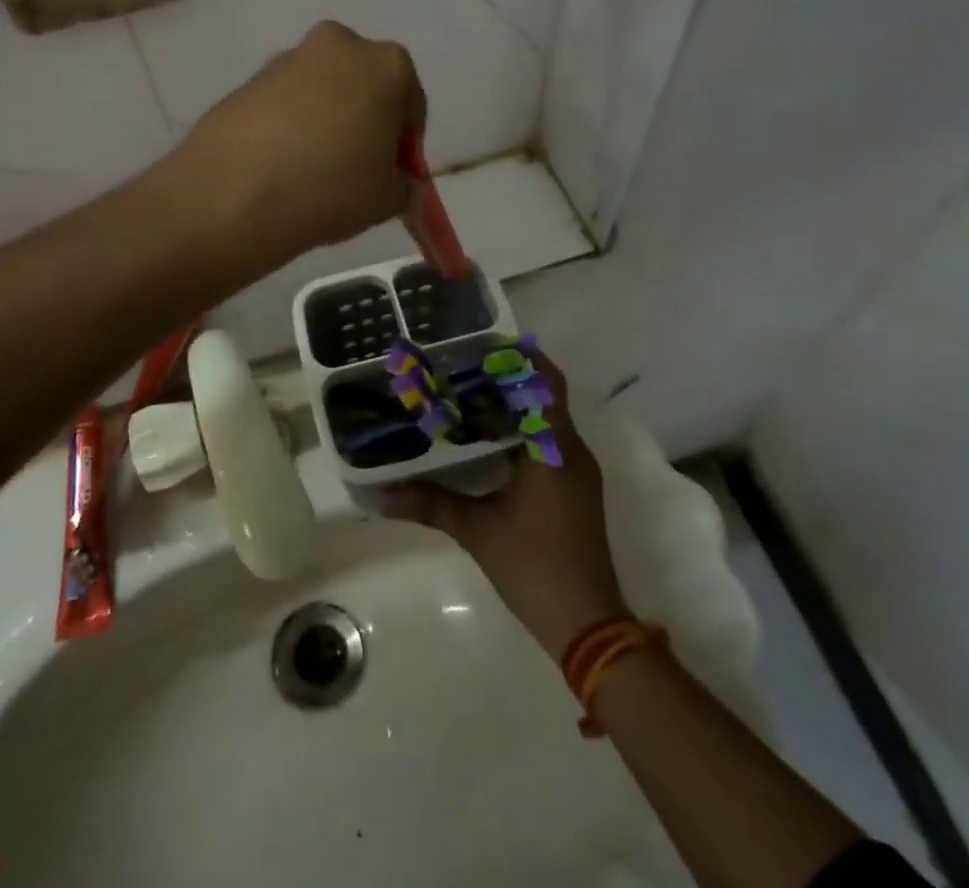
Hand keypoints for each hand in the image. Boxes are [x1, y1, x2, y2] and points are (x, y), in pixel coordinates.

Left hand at [175, 21, 423, 275]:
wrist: (234, 192)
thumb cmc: (331, 187)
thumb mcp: (389, 199)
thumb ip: (403, 183)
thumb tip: (395, 180)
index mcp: (387, 64)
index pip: (410, 103)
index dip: (404, 142)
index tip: (392, 172)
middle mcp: (339, 45)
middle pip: (363, 85)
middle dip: (363, 119)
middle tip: (354, 166)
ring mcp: (288, 57)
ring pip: (321, 90)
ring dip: (324, 119)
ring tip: (311, 169)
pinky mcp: (248, 78)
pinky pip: (283, 102)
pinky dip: (288, 124)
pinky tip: (280, 163)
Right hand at [384, 354, 628, 659]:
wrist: (588, 625)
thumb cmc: (535, 567)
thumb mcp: (477, 532)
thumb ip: (430, 505)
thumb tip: (380, 495)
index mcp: (553, 450)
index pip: (545, 384)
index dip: (521, 358)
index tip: (486, 343)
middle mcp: (570, 452)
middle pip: (545, 397)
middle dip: (509, 379)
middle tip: (463, 367)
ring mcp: (576, 472)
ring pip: (546, 421)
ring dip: (514, 406)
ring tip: (467, 396)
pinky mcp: (574, 490)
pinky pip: (548, 444)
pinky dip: (521, 432)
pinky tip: (485, 441)